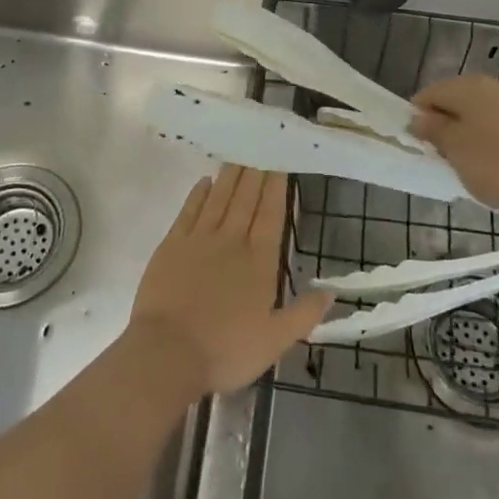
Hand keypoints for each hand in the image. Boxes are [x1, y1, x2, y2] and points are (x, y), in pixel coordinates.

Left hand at [127, 165, 331, 398]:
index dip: (276, 188)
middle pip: (246, 199)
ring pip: (219, 197)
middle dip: (256, 172)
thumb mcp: (274, 342)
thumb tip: (331, 292)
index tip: (280, 164)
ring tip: (239, 154)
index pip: (271, 215)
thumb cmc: (225, 350)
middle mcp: (232, 240)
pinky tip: (205, 180)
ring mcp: (200, 239)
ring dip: (231, 175)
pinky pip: (189, 210)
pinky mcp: (172, 244)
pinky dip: (199, 193)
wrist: (167, 353)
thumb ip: (303, 314)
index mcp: (259, 261)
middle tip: (261, 145)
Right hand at [410, 75, 498, 221]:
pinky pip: (498, 123)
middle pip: (455, 99)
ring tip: (464, 162)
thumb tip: (418, 118)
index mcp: (469, 86)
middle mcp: (492, 85)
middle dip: (443, 123)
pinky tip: (491, 162)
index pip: (430, 93)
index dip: (417, 116)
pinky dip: (487, 138)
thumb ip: (433, 129)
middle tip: (439, 155)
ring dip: (465, 131)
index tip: (417, 144)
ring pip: (478, 112)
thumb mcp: (455, 149)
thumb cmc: (497, 166)